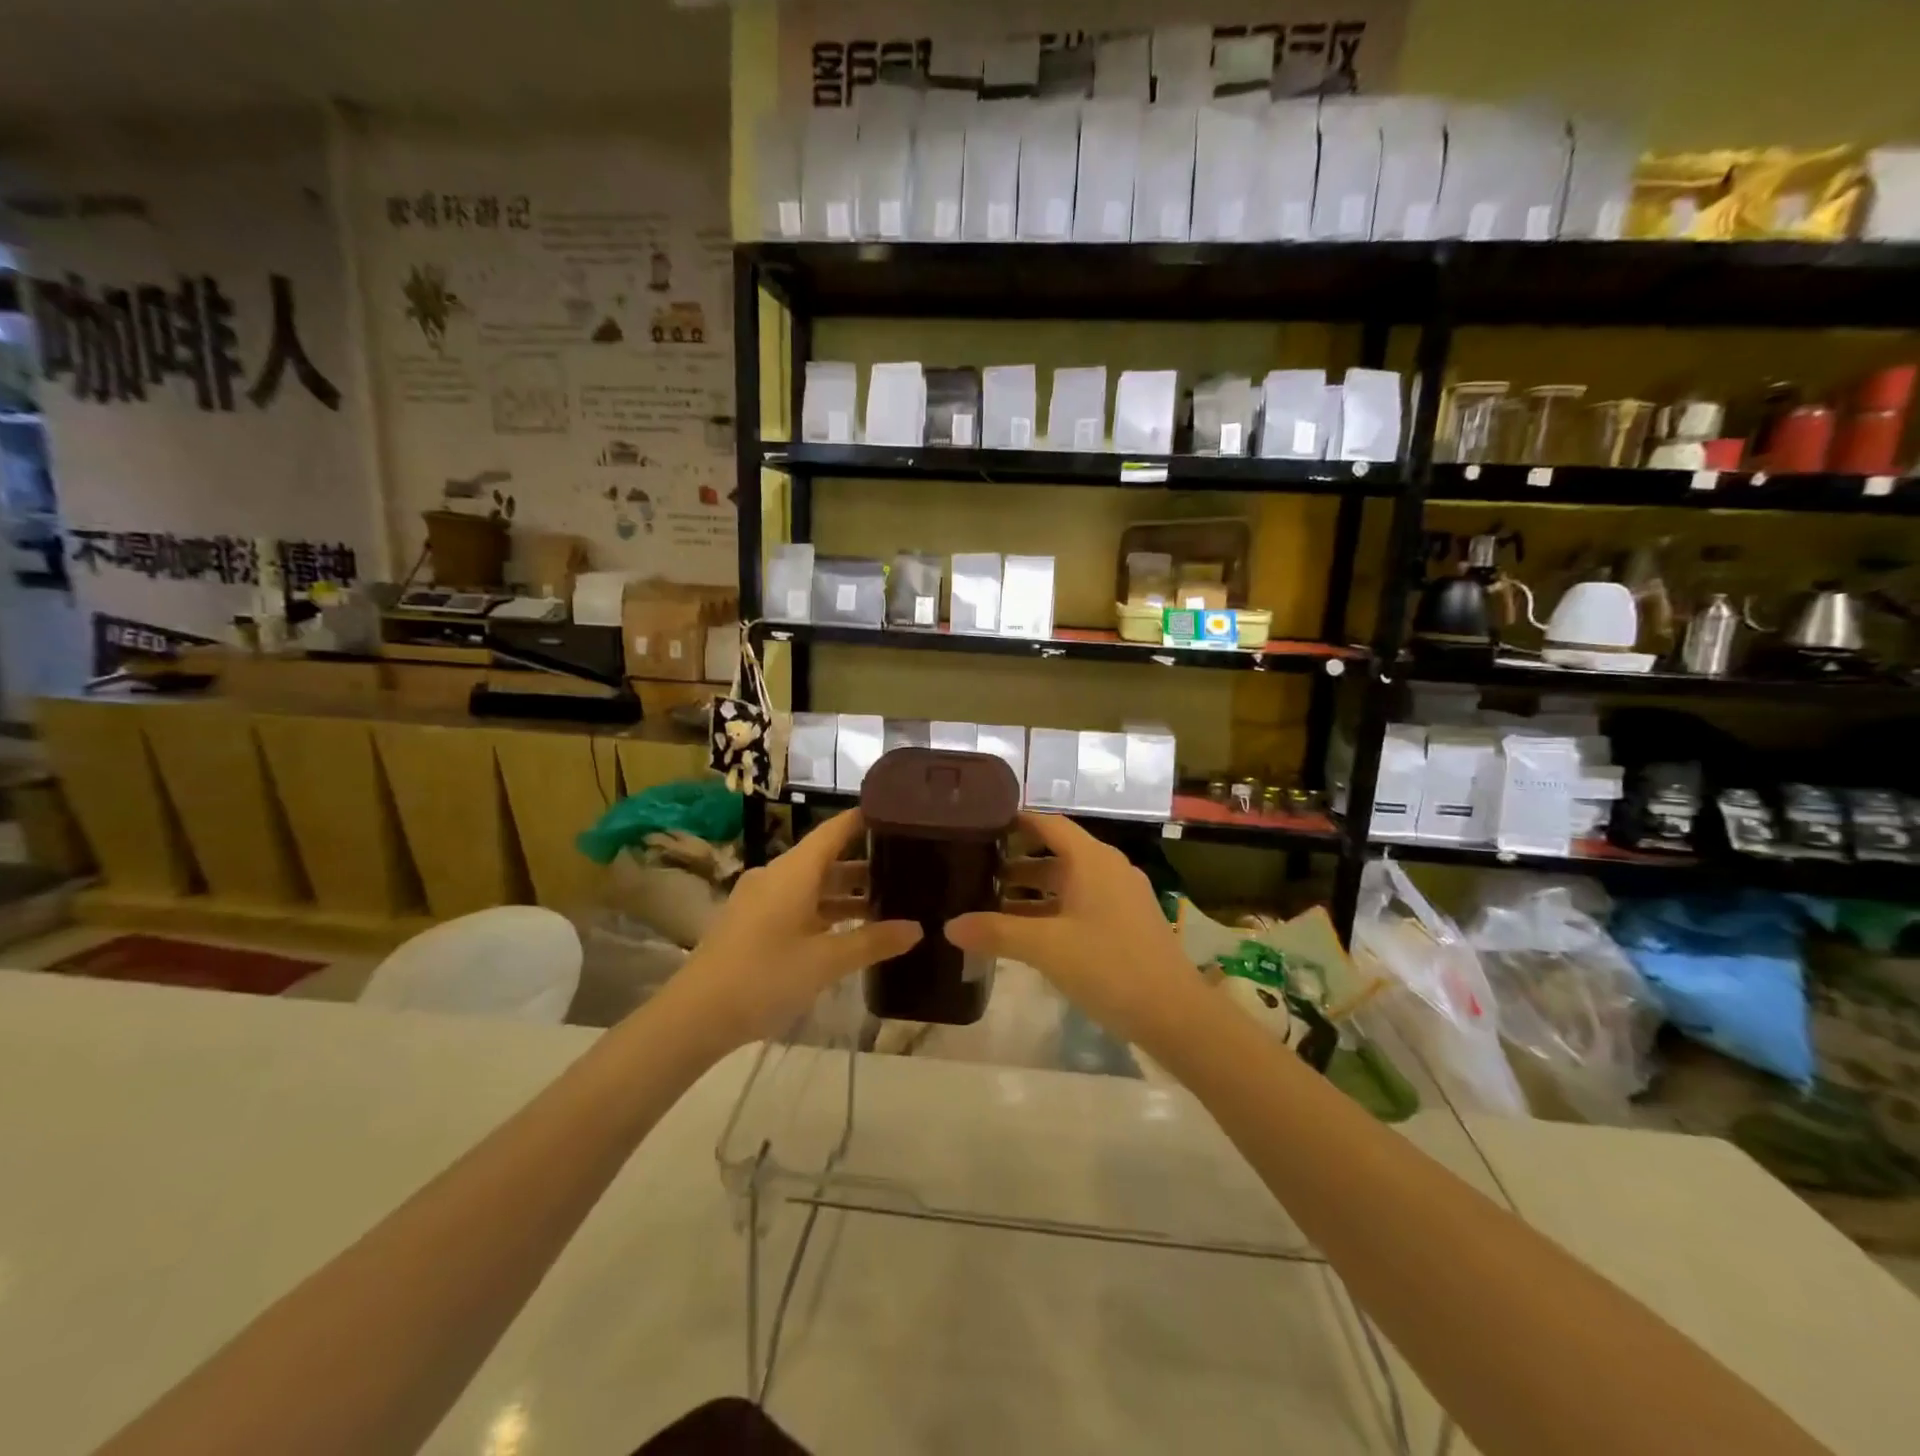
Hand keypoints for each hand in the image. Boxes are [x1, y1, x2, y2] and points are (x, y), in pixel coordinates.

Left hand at [661, 809, 920, 1053]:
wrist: (695, 1015)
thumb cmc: (765, 977)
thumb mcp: (826, 961)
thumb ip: (873, 941)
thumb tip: (917, 928)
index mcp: (794, 871)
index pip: (835, 830)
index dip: (864, 819)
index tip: (898, 814)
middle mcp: (777, 875)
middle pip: (826, 858)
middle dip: (864, 862)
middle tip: (906, 866)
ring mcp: (761, 899)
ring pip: (811, 884)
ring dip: (845, 892)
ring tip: (887, 901)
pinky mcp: (752, 922)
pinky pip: (796, 903)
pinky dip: (824, 910)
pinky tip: (848, 930)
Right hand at [946, 812, 1201, 1050]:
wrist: (1174, 1014)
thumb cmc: (1108, 966)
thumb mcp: (1045, 948)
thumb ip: (996, 932)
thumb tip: (949, 926)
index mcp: (1092, 860)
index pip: (1048, 824)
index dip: (1016, 821)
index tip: (981, 824)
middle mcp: (1108, 869)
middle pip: (1057, 854)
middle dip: (1017, 863)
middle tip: (976, 871)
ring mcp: (1121, 897)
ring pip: (1069, 883)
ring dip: (1033, 891)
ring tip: (992, 904)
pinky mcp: (1127, 923)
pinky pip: (1082, 904)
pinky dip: (1053, 910)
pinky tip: (1028, 934)